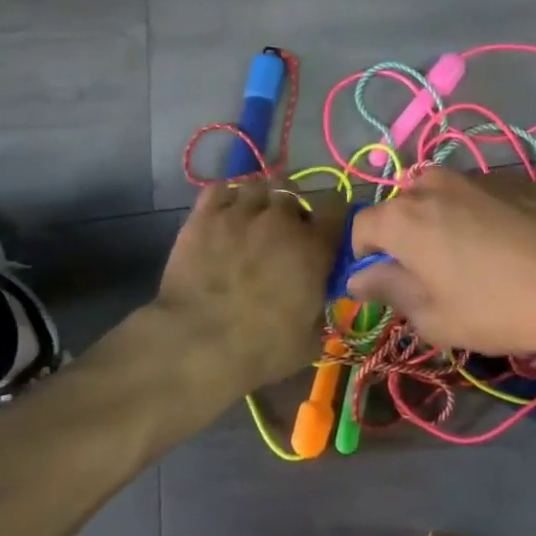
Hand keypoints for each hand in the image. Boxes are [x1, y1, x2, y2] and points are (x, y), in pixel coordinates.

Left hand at [155, 177, 347, 392]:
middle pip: (293, 191)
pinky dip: (225, 197)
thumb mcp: (310, 339)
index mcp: (314, 247)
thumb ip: (321, 307)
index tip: (325, 231)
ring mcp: (241, 213)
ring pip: (257, 185)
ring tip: (251, 218)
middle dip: (290, 208)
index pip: (336, 206)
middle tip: (282, 231)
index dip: (331, 216)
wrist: (198, 344)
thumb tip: (318, 296)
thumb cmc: (262, 350)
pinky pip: (220, 189)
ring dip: (259, 199)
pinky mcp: (205, 216)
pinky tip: (223, 215)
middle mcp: (281, 220)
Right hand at [347, 168, 535, 366]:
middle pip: (402, 205)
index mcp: (404, 217)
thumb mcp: (435, 317)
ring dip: (442, 222)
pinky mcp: (517, 179)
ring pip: (443, 196)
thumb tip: (359, 277)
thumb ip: (389, 290)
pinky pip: (480, 195)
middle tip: (428, 275)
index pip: (361, 227)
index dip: (363, 256)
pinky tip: (509, 248)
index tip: (381, 283)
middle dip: (403, 236)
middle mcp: (435, 184)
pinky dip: (479, 215)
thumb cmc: (498, 309)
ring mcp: (479, 176)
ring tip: (472, 261)